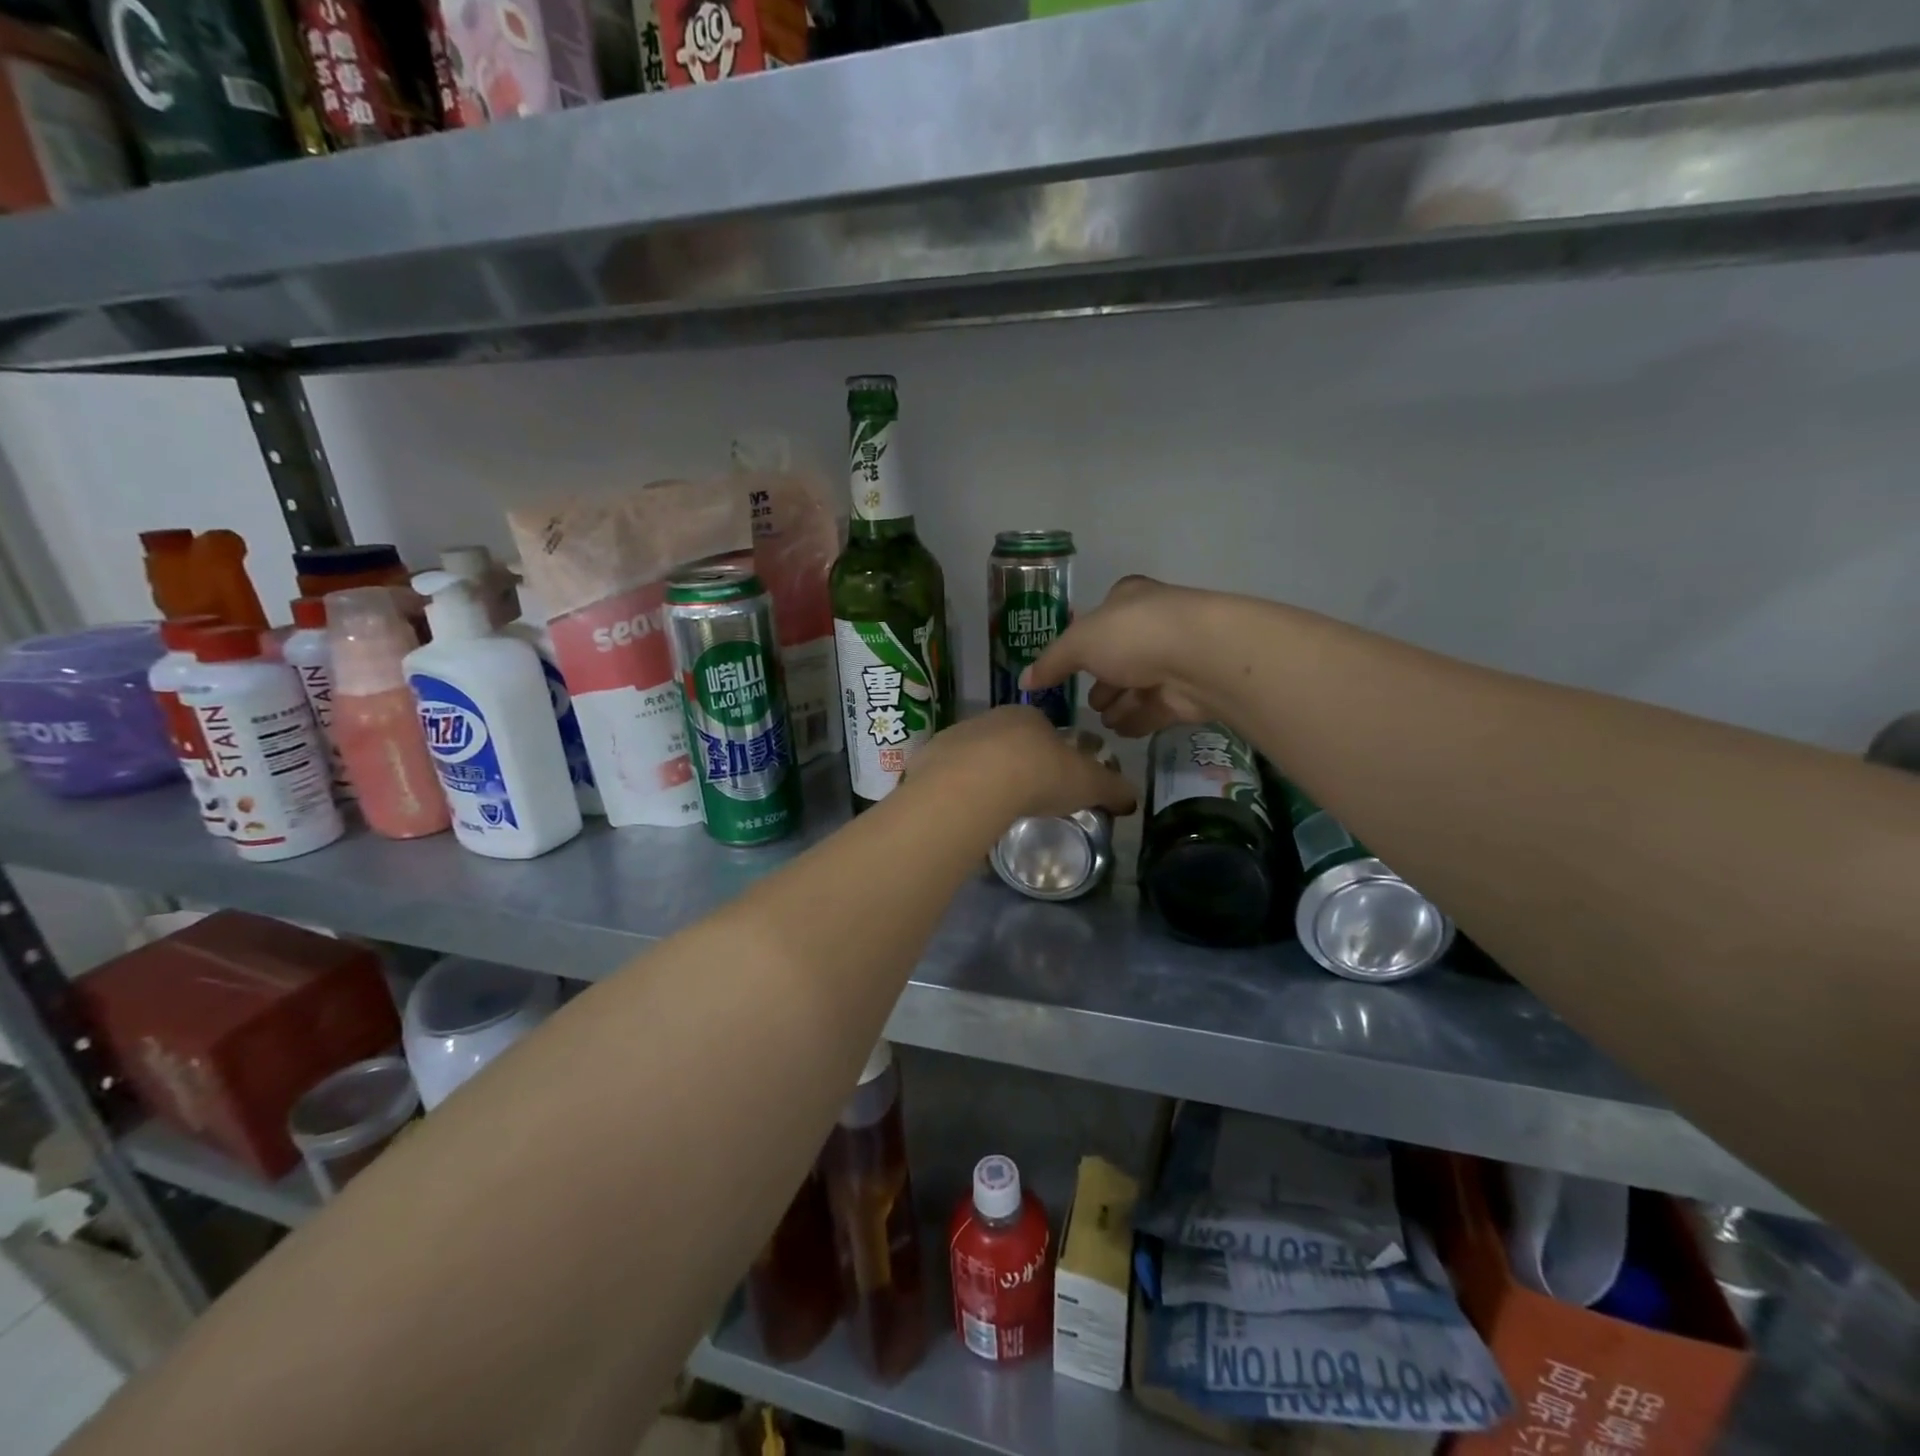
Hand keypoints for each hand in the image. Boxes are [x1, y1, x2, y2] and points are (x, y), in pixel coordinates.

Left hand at [907, 706, 1136, 822]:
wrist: (976, 783)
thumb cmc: (1039, 775)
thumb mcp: (1088, 783)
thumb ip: (1111, 789)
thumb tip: (1132, 798)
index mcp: (1030, 717)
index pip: (1044, 729)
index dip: (1051, 753)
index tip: (1054, 778)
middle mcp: (992, 718)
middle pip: (1007, 740)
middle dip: (1015, 763)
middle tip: (1023, 795)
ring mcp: (958, 735)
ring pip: (975, 755)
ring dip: (983, 774)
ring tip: (992, 806)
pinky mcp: (931, 756)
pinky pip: (947, 772)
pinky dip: (956, 788)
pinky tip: (964, 809)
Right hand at [1023, 576, 1220, 737]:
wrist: (1201, 658)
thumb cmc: (1134, 636)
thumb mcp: (1079, 643)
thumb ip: (1052, 662)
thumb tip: (1024, 680)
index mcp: (1128, 599)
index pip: (1101, 618)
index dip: (1084, 640)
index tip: (1070, 665)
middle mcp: (1153, 624)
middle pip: (1120, 655)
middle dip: (1102, 680)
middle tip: (1086, 703)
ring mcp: (1174, 658)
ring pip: (1139, 684)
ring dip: (1119, 703)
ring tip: (1102, 722)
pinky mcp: (1188, 692)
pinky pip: (1156, 708)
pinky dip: (1138, 719)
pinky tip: (1120, 731)